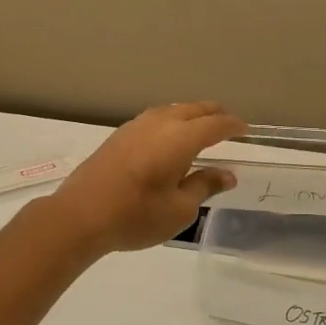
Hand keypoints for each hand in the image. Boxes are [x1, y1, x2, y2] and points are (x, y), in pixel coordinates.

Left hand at [44, 103, 245, 255]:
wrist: (80, 215)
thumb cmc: (136, 215)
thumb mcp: (180, 209)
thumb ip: (204, 186)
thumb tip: (227, 174)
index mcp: (180, 137)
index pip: (215, 124)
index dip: (233, 126)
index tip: (245, 131)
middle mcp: (159, 123)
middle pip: (193, 109)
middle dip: (213, 114)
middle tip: (227, 124)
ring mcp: (135, 126)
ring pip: (171, 110)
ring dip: (190, 115)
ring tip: (200, 128)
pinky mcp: (118, 136)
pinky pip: (154, 119)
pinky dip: (170, 122)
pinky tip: (168, 138)